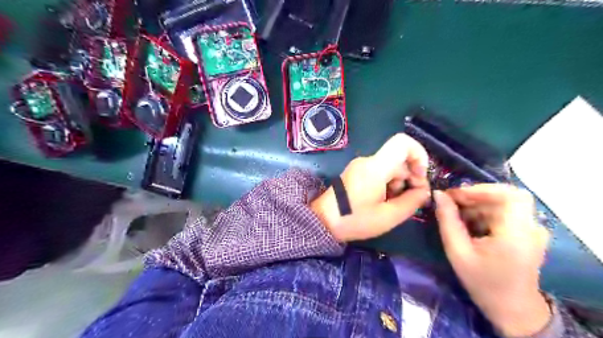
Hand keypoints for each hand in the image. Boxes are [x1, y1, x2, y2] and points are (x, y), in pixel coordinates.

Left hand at [310, 133, 428, 242]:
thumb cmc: (354, 220)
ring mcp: (361, 166)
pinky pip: (380, 173)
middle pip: (399, 159)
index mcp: (375, 167)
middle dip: (410, 178)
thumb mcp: (388, 216)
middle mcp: (368, 161)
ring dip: (399, 184)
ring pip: (390, 167)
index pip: (403, 142)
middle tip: (412, 200)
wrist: (322, 221)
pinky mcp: (357, 172)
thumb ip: (412, 202)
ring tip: (393, 205)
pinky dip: (388, 185)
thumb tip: (425, 191)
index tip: (421, 177)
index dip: (419, 155)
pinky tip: (383, 202)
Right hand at [434, 185, 549, 337]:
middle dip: (475, 196)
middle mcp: (531, 228)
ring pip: (502, 203)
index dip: (482, 189)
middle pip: (505, 197)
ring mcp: (532, 230)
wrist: (512, 309)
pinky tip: (468, 224)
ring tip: (455, 215)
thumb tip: (438, 194)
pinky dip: (484, 213)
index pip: (510, 195)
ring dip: (477, 205)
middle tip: (450, 203)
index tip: (456, 195)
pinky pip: (504, 213)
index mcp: (517, 234)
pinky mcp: (526, 233)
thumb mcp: (458, 252)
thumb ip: (447, 221)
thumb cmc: (482, 283)